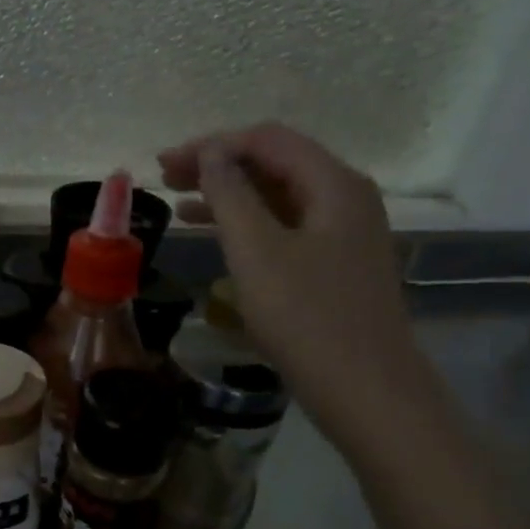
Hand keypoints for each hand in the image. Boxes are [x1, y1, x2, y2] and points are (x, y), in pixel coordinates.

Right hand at [158, 124, 430, 444]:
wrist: (364, 388)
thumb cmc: (306, 316)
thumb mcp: (257, 251)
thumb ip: (231, 195)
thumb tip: (211, 152)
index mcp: (333, 184)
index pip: (268, 140)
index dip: (213, 145)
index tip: (164, 164)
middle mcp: (344, 198)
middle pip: (274, 164)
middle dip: (218, 167)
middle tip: (165, 179)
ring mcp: (342, 233)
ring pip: (278, 198)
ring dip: (229, 196)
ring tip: (179, 206)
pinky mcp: (334, 264)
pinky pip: (284, 228)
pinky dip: (247, 226)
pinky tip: (216, 238)